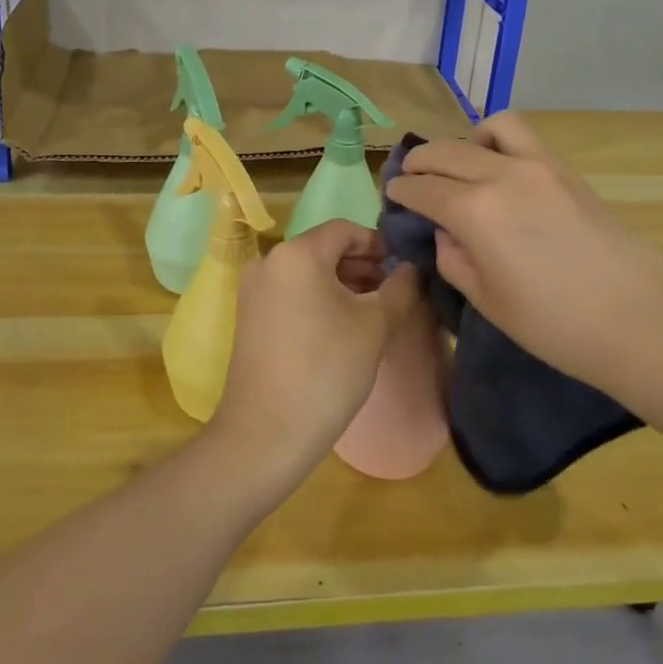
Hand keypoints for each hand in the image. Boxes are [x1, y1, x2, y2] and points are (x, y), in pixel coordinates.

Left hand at [207, 221, 422, 488]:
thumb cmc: (326, 370)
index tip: (404, 268)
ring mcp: (254, 290)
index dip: (379, 244)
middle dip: (362, 266)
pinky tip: (343, 328)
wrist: (266, 433)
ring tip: (375, 311)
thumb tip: (413, 269)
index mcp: (297, 253)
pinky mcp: (250, 317)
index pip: (345, 230)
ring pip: (308, 272)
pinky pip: (292, 293)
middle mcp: (270, 261)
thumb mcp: (374, 326)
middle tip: (395, 292)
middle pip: (325, 249)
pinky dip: (319, 299)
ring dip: (343, 284)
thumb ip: (400, 289)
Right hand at [385, 113, 662, 391]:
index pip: (422, 189)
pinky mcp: (563, 169)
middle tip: (411, 177)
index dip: (401, 190)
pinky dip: (496, 138)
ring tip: (456, 164)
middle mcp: (499, 175)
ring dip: (459, 143)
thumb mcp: (488, 301)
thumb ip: (454, 259)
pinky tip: (496, 162)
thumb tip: (446, 231)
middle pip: (445, 152)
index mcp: (474, 212)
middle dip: (420, 162)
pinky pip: (520, 135)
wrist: (640, 320)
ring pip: (483, 130)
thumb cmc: (556, 325)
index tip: (392, 194)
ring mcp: (536, 166)